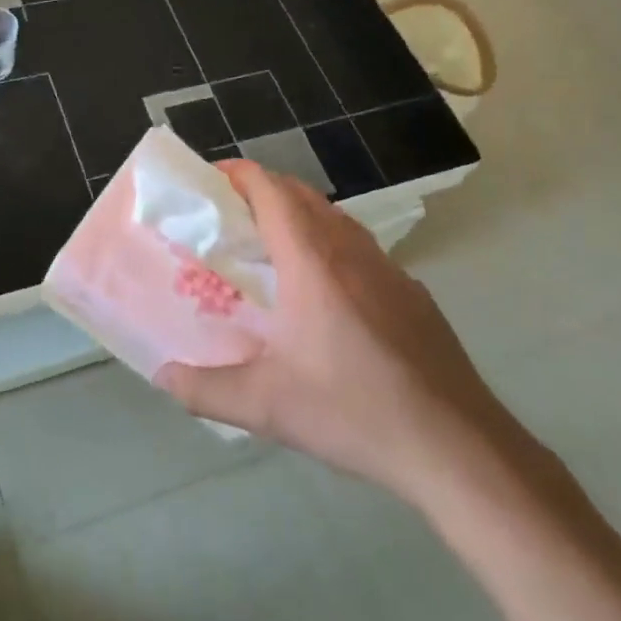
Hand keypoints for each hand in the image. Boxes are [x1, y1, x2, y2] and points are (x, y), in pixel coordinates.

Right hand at [155, 161, 519, 502]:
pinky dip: (330, 245)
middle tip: (230, 217)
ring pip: (336, 218)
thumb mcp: (267, 406)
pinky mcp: (412, 293)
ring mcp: (389, 269)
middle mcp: (351, 251)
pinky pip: (361, 248)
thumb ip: (206, 389)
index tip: (211, 180)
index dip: (240, 174)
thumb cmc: (354, 411)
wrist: (456, 446)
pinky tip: (326, 294)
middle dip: (264, 190)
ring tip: (272, 249)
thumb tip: (163, 377)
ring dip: (299, 216)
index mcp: (312, 261)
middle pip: (302, 195)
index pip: (272, 190)